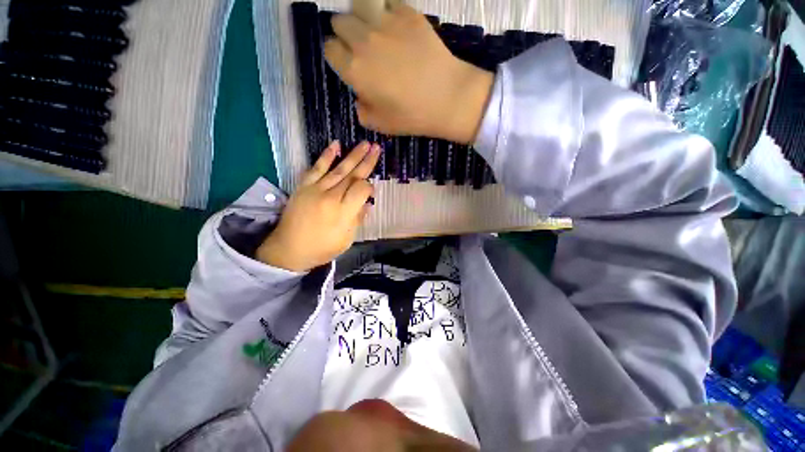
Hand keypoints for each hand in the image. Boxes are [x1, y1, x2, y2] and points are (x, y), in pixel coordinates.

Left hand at [256, 141, 380, 271]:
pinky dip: (326, 156)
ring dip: (353, 155)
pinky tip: (336, 145)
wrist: (289, 248)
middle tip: (377, 148)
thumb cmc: (322, 247)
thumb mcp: (347, 239)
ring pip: (338, 169)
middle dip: (366, 161)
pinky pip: (316, 168)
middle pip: (353, 175)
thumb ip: (358, 219)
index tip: (371, 190)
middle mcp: (331, 196)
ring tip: (365, 143)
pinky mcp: (304, 186)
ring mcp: (316, 189)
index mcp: (343, 212)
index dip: (369, 187)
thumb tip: (367, 203)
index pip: (362, 189)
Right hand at [324, 5, 493, 144]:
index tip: (347, 63)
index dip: (337, 55)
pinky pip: (387, 0)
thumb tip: (360, 95)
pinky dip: (386, 10)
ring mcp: (385, 22)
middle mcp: (363, 40)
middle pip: (340, 22)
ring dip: (362, 17)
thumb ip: (361, 109)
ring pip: (359, 5)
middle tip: (362, 48)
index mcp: (354, 69)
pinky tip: (395, 25)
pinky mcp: (407, 13)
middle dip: (346, 34)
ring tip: (375, 32)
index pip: (329, 49)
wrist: (446, 97)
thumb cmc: (411, 116)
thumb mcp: (379, 124)